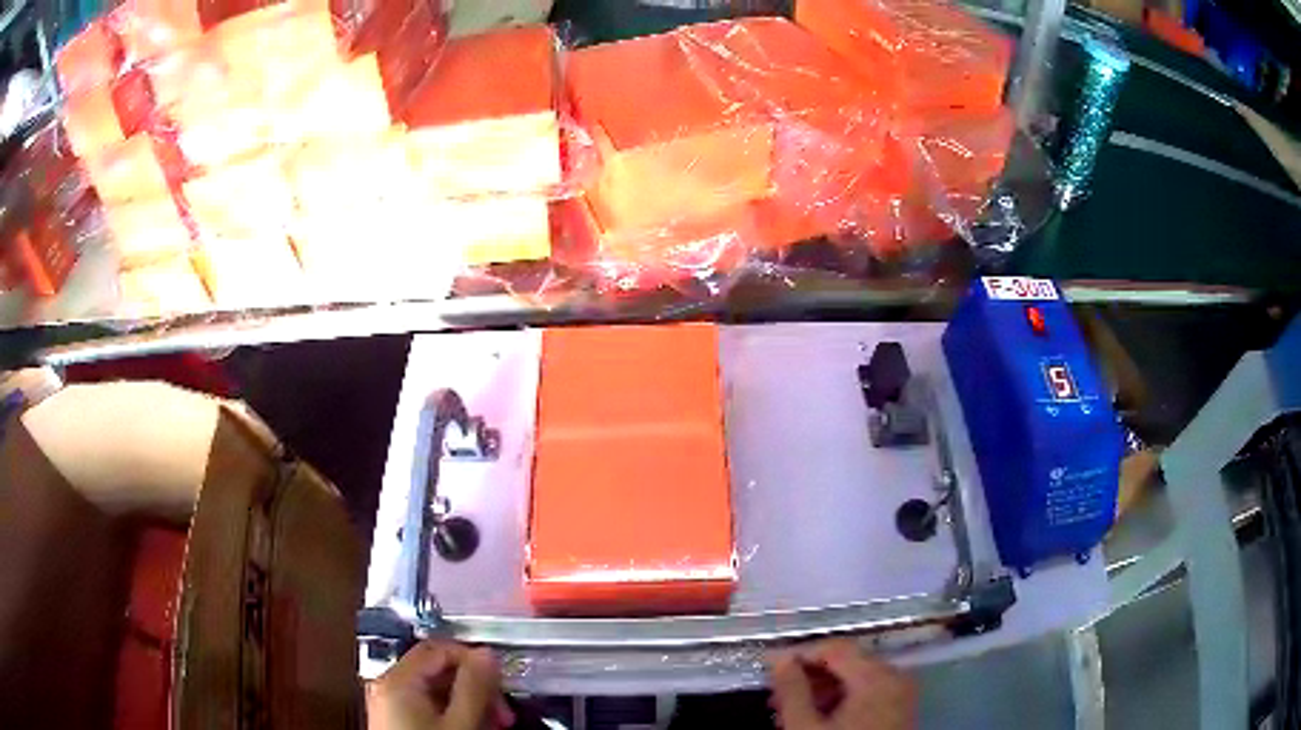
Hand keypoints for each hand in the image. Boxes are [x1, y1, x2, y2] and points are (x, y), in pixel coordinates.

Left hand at [367, 640, 514, 729]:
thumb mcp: (460, 724)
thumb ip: (474, 687)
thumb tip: (487, 655)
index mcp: (397, 680)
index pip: (439, 648)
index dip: (473, 659)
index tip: (499, 680)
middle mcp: (387, 686)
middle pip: (437, 669)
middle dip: (474, 687)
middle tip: (500, 711)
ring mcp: (389, 703)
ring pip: (435, 690)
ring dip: (467, 703)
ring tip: (491, 724)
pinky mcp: (395, 720)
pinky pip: (427, 706)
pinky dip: (452, 714)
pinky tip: (470, 729)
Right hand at [767, 638, 917, 729]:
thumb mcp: (804, 727)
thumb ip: (792, 690)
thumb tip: (781, 661)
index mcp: (877, 677)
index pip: (836, 647)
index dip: (800, 652)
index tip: (769, 665)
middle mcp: (896, 678)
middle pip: (848, 661)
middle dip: (809, 675)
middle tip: (776, 693)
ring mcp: (901, 695)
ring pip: (857, 678)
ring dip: (822, 689)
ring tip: (790, 709)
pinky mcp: (900, 711)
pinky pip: (868, 693)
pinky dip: (841, 700)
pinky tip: (817, 718)